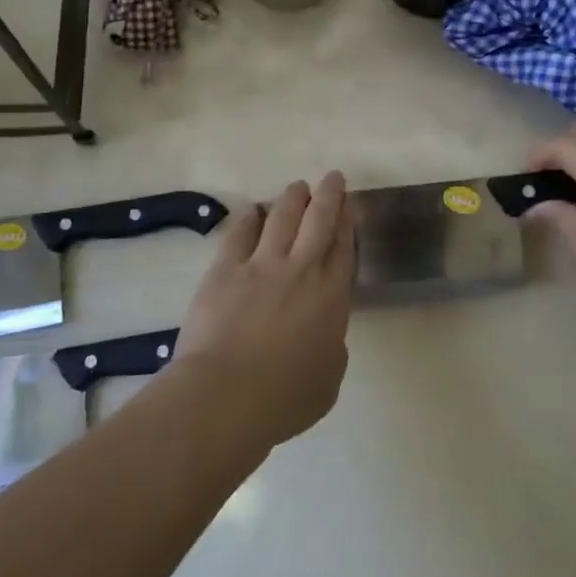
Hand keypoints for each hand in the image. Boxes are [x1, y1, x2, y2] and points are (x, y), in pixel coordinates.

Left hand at [172, 172, 356, 449]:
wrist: (227, 395)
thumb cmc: (284, 399)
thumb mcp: (328, 381)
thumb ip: (331, 349)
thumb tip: (324, 335)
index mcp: (331, 298)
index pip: (344, 248)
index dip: (347, 222)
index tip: (349, 204)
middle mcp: (301, 271)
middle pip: (319, 221)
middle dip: (329, 195)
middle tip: (332, 177)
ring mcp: (261, 265)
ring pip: (282, 217)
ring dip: (292, 198)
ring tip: (297, 186)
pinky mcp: (225, 269)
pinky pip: (239, 232)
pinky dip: (248, 217)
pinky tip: (251, 209)